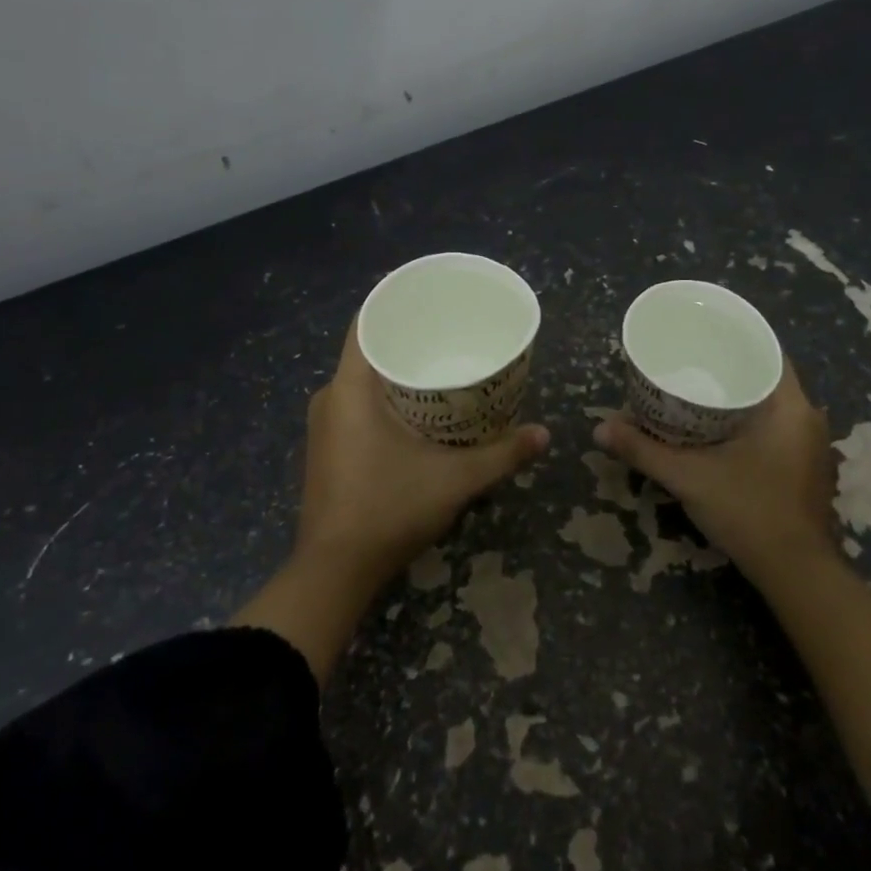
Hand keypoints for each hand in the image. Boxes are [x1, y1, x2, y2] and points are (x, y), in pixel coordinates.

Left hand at [296, 320, 548, 587]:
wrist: (335, 571)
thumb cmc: (389, 509)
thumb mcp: (455, 480)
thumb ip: (502, 455)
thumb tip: (545, 434)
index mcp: (349, 388)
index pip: (366, 322)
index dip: (397, 303)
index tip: (432, 299)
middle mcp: (330, 398)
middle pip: (369, 350)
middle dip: (410, 339)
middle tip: (453, 334)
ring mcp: (325, 426)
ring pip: (364, 381)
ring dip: (399, 372)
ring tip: (444, 368)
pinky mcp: (328, 448)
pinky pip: (358, 405)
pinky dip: (388, 398)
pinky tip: (421, 410)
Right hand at [593, 359, 834, 584]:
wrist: (795, 573)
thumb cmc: (749, 511)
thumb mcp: (689, 477)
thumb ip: (643, 451)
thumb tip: (599, 429)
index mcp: (791, 406)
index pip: (768, 351)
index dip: (734, 338)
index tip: (701, 333)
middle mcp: (807, 418)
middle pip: (766, 377)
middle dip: (727, 368)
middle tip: (687, 362)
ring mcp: (810, 445)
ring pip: (771, 405)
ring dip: (737, 397)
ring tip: (696, 390)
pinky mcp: (805, 468)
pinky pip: (775, 427)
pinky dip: (747, 421)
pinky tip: (717, 429)